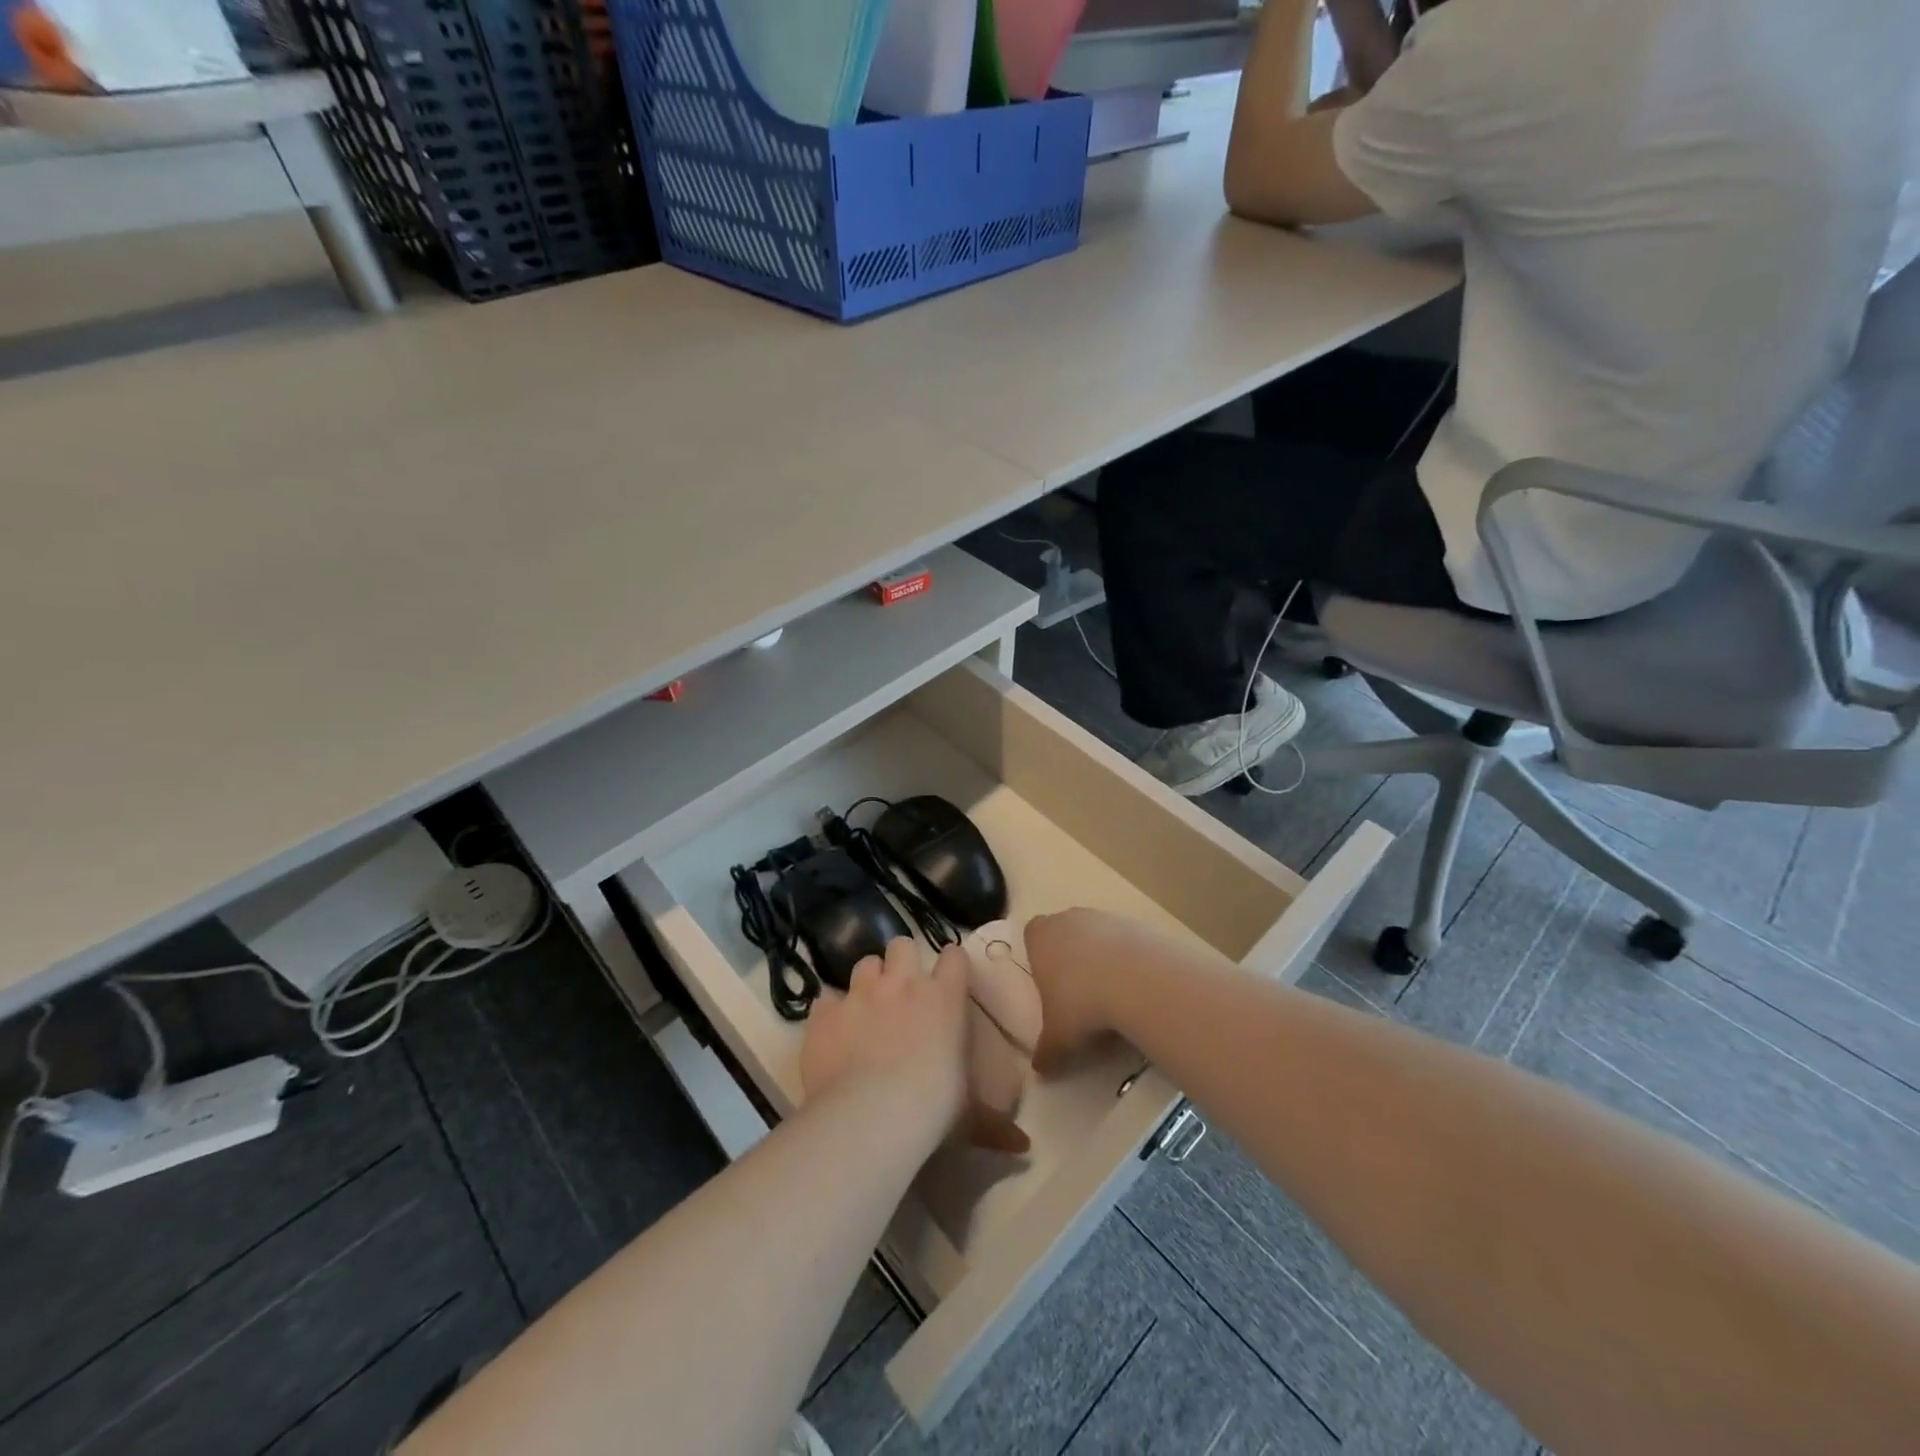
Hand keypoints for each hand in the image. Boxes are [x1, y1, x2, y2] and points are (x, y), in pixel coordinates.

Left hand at [800, 939, 1028, 1153]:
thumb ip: (994, 1123)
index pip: (954, 957)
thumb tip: (1024, 1147)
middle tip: (902, 990)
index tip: (949, 979)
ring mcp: (860, 994)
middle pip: (902, 945)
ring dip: (868, 980)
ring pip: (865, 963)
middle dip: (902, 961)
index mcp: (944, 998)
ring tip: (867, 1007)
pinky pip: (826, 999)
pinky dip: (831, 1012)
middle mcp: (903, 983)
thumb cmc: (932, 1109)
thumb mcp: (969, 1116)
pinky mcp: (825, 1014)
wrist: (870, 1116)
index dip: (951, 965)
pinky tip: (833, 1034)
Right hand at [1024, 908, 1163, 1072]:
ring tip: (1113, 994)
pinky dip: (1130, 959)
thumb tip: (1040, 1072)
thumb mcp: (1059, 1038)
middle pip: (1065, 932)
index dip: (1039, 955)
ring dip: (1102, 958)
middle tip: (1080, 994)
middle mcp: (1069, 919)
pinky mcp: (1136, 923)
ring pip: (1098, 935)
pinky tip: (1138, 987)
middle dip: (1071, 957)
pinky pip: (1127, 941)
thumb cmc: (1081, 1004)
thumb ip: (1046, 1052)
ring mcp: (1104, 917)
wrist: (1137, 980)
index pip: (1032, 934)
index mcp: (1040, 937)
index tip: (1049, 983)